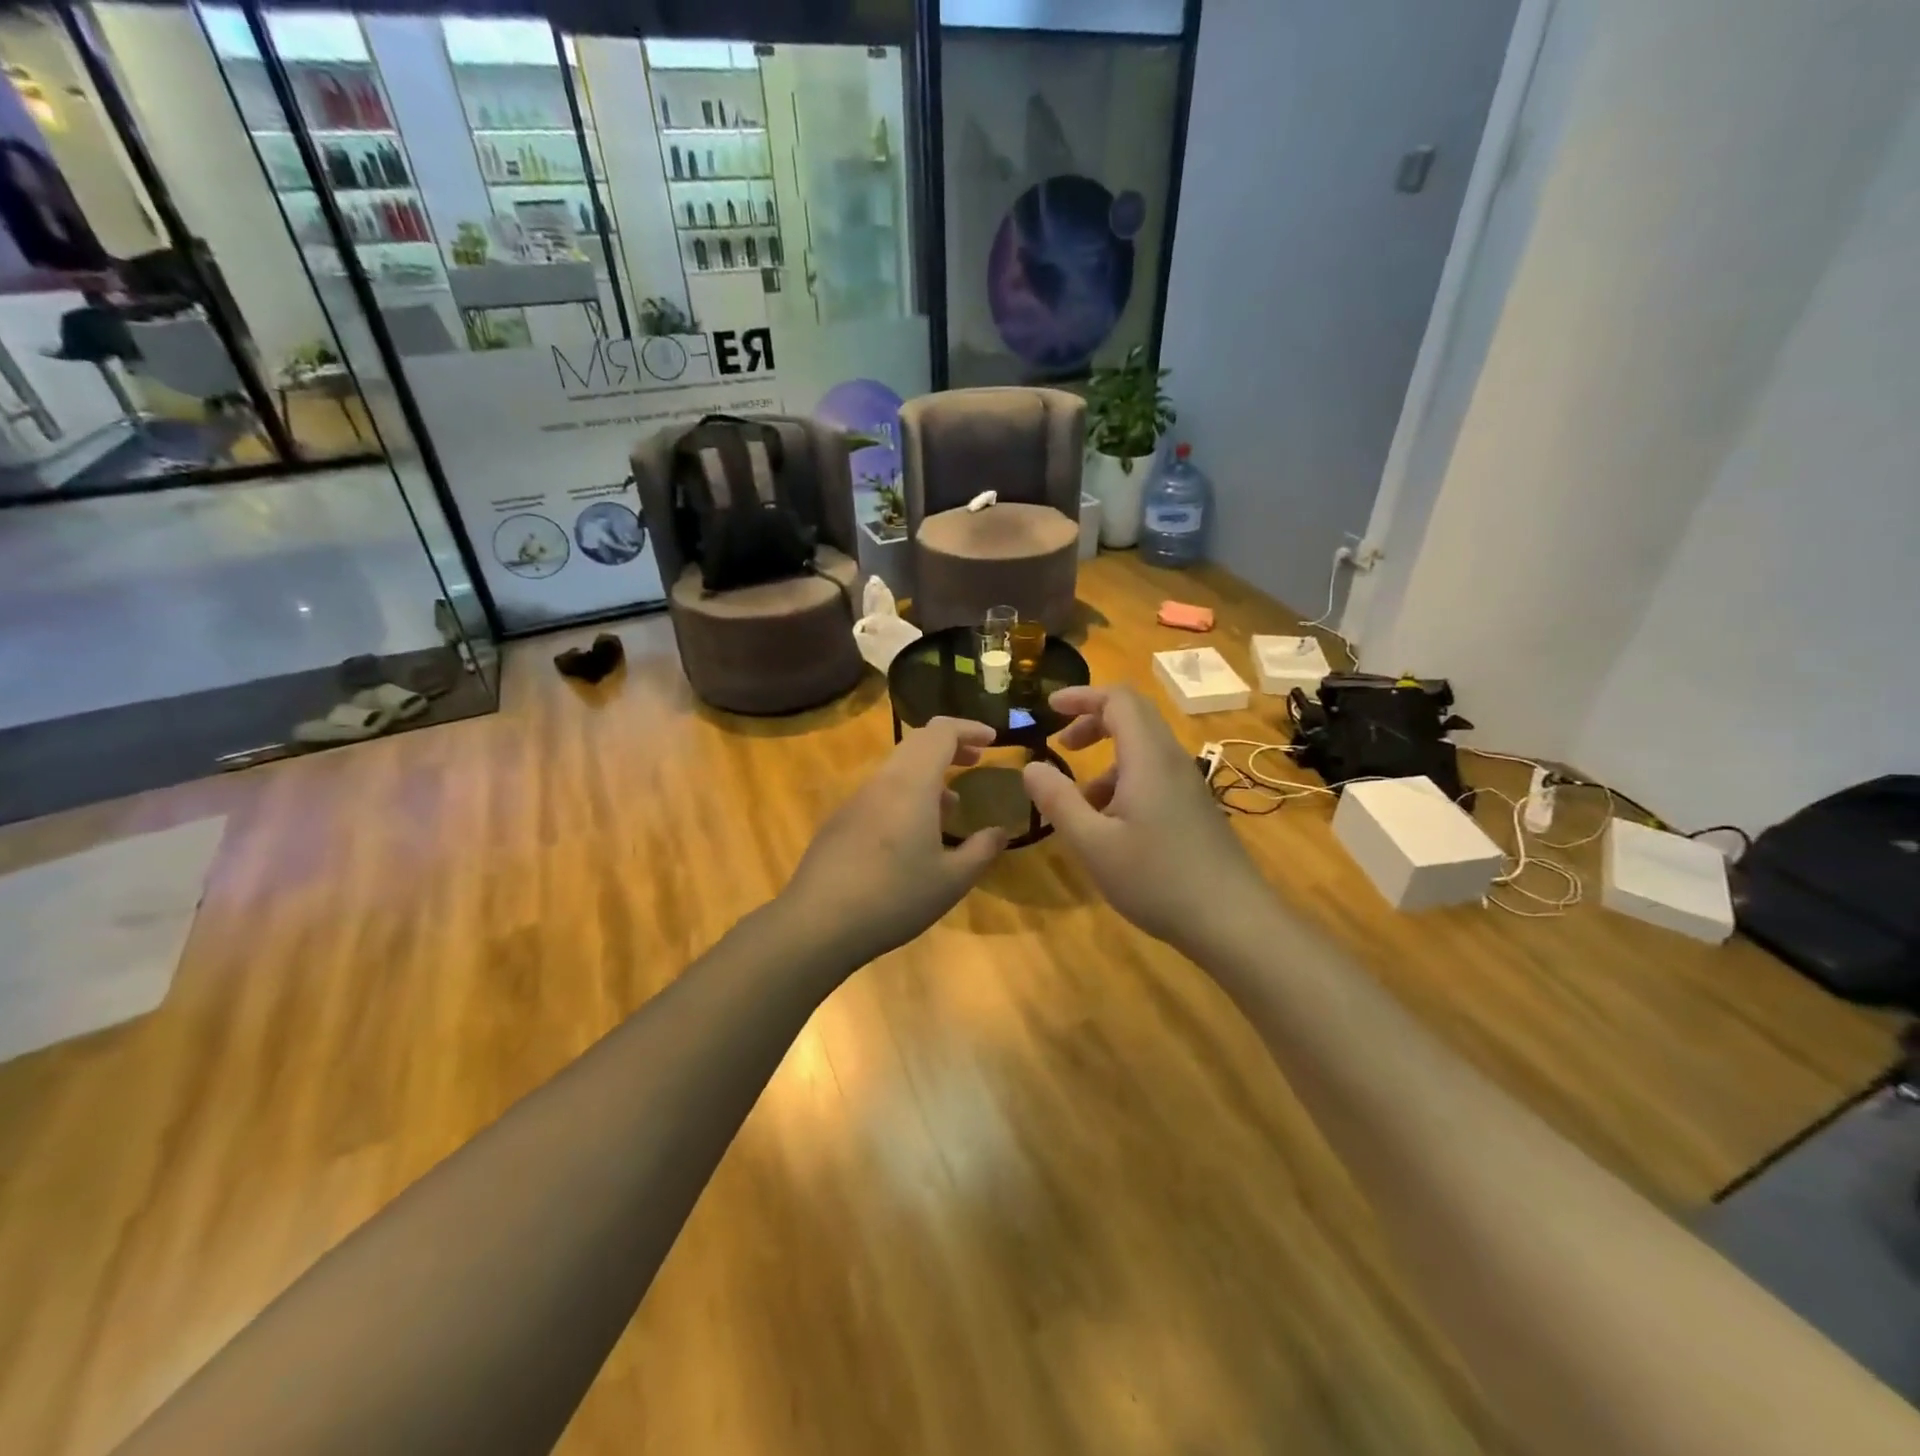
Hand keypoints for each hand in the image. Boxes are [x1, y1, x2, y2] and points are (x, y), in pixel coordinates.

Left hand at [780, 717, 1007, 965]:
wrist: (818, 923)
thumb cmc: (894, 897)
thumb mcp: (951, 880)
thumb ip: (982, 850)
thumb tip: (1001, 831)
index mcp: (911, 784)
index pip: (941, 732)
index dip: (968, 728)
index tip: (992, 740)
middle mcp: (882, 782)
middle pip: (917, 743)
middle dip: (950, 746)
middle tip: (975, 761)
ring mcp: (856, 800)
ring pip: (897, 769)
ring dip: (928, 774)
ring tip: (952, 806)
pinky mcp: (840, 821)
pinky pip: (880, 792)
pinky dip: (906, 795)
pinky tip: (914, 835)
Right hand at [1023, 685, 1268, 950]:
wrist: (1233, 921)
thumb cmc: (1157, 879)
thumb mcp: (1093, 844)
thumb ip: (1058, 802)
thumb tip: (1031, 767)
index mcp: (1148, 758)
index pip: (1118, 699)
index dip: (1082, 696)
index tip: (1048, 708)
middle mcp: (1171, 760)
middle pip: (1133, 716)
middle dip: (1092, 721)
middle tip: (1061, 744)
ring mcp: (1187, 784)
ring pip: (1142, 749)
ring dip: (1106, 758)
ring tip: (1078, 800)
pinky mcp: (1194, 807)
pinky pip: (1154, 774)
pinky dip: (1123, 781)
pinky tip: (1109, 825)